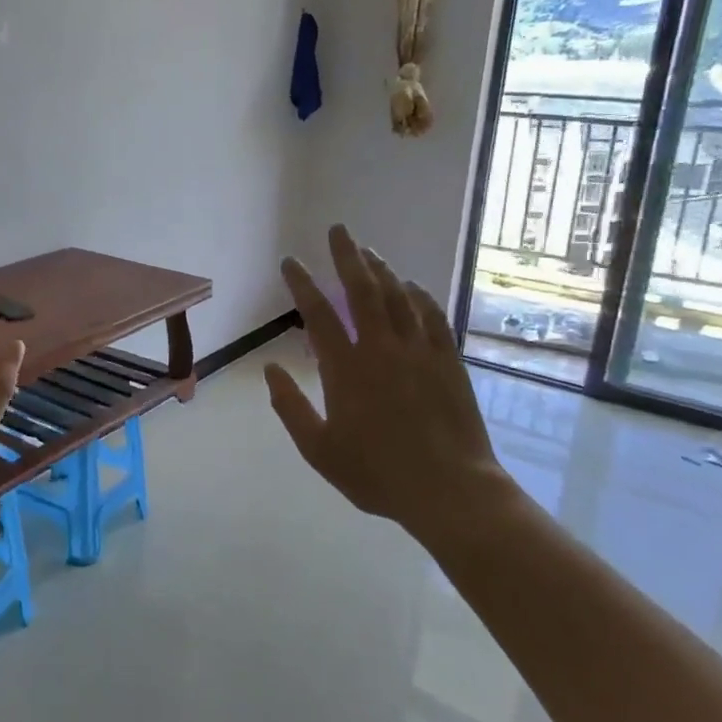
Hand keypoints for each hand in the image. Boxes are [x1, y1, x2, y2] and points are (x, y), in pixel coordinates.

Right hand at [264, 225, 511, 540]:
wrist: (451, 491)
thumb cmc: (377, 474)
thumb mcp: (319, 450)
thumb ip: (290, 407)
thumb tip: (271, 369)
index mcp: (346, 369)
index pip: (318, 314)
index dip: (302, 284)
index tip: (290, 262)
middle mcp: (382, 349)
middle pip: (363, 291)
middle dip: (347, 256)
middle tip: (338, 230)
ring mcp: (420, 352)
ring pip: (399, 297)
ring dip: (382, 270)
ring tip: (368, 251)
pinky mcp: (448, 362)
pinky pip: (432, 317)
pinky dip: (420, 296)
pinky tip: (412, 286)